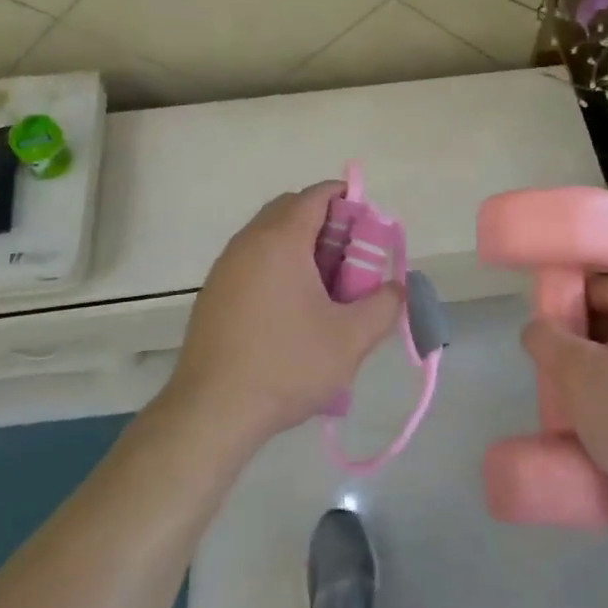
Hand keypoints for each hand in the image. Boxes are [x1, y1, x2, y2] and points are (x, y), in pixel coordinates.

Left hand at [162, 182, 402, 452]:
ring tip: (326, 289)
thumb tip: (396, 288)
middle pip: (290, 210)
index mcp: (280, 240)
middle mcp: (248, 242)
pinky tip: (292, 311)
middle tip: (351, 259)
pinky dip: (277, 267)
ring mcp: (225, 267)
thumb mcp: (351, 339)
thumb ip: (384, 305)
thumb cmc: (286, 365)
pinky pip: (252, 261)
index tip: (369, 227)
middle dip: (326, 224)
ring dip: (300, 248)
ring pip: (269, 236)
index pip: (316, 195)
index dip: (347, 200)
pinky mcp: (213, 293)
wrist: (212, 411)